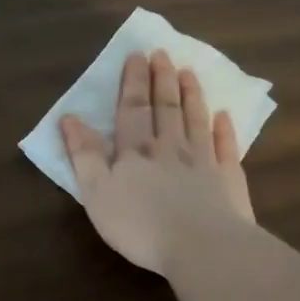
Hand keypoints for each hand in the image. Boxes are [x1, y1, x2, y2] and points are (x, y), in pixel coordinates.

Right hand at [60, 50, 255, 274]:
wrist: (201, 247)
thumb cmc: (140, 224)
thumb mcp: (96, 193)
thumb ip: (83, 155)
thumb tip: (69, 118)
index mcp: (135, 151)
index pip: (133, 109)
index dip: (133, 82)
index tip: (137, 55)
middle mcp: (170, 148)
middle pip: (166, 107)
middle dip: (162, 79)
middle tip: (163, 53)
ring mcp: (203, 162)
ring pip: (196, 120)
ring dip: (191, 95)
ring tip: (189, 72)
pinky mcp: (229, 180)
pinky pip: (226, 147)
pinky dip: (224, 129)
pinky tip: (224, 115)